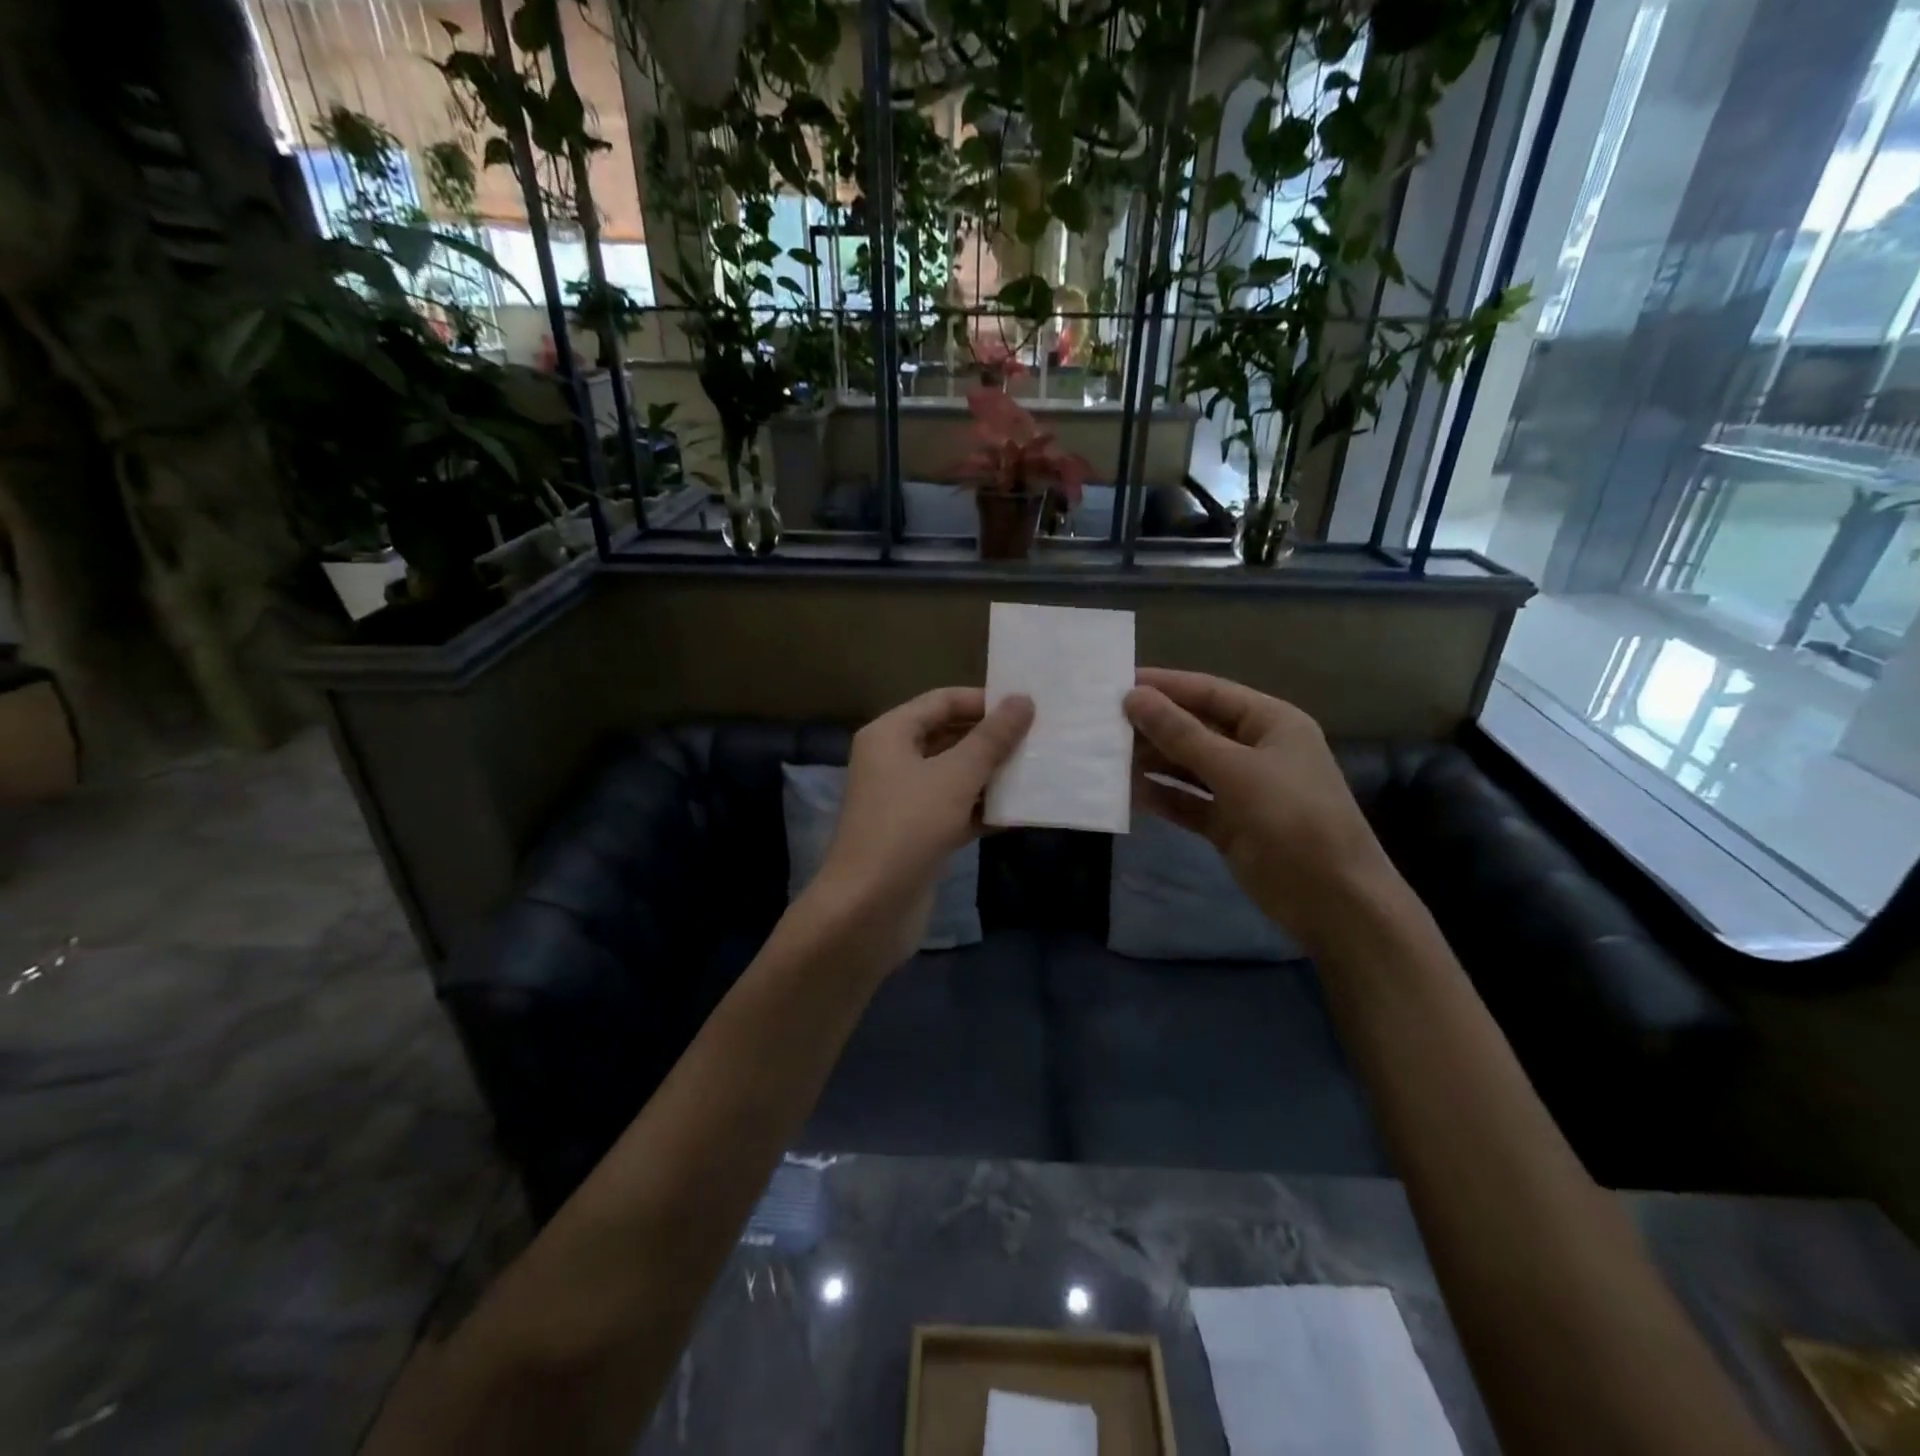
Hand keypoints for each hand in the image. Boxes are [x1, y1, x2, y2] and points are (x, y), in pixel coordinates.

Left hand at [809, 687, 1033, 968]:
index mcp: (890, 734)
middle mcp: (893, 760)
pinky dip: (982, 809)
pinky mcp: (916, 833)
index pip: (942, 701)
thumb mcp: (955, 777)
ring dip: (992, 775)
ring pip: (954, 775)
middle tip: (1041, 738)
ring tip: (1038, 770)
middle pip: (949, 736)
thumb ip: (991, 738)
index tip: (1029, 707)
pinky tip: (1019, 813)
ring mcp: (904, 799)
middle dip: (992, 739)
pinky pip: (954, 809)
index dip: (984, 701)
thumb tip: (1023, 700)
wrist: (868, 909)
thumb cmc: (908, 828)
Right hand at [1124, 668, 1396, 948]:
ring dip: (1152, 761)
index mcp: (1271, 723)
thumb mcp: (1235, 770)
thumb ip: (1181, 734)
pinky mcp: (1228, 823)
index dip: (1165, 686)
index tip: (1116, 684)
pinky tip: (1128, 793)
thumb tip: (1133, 697)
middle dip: (1153, 726)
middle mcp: (1255, 749)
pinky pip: (1187, 801)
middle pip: (1196, 728)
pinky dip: (1161, 796)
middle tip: (1102, 724)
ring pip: (1188, 766)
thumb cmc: (1292, 819)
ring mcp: (1242, 788)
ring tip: (1106, 755)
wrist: (1332, 900)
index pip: (1209, 692)